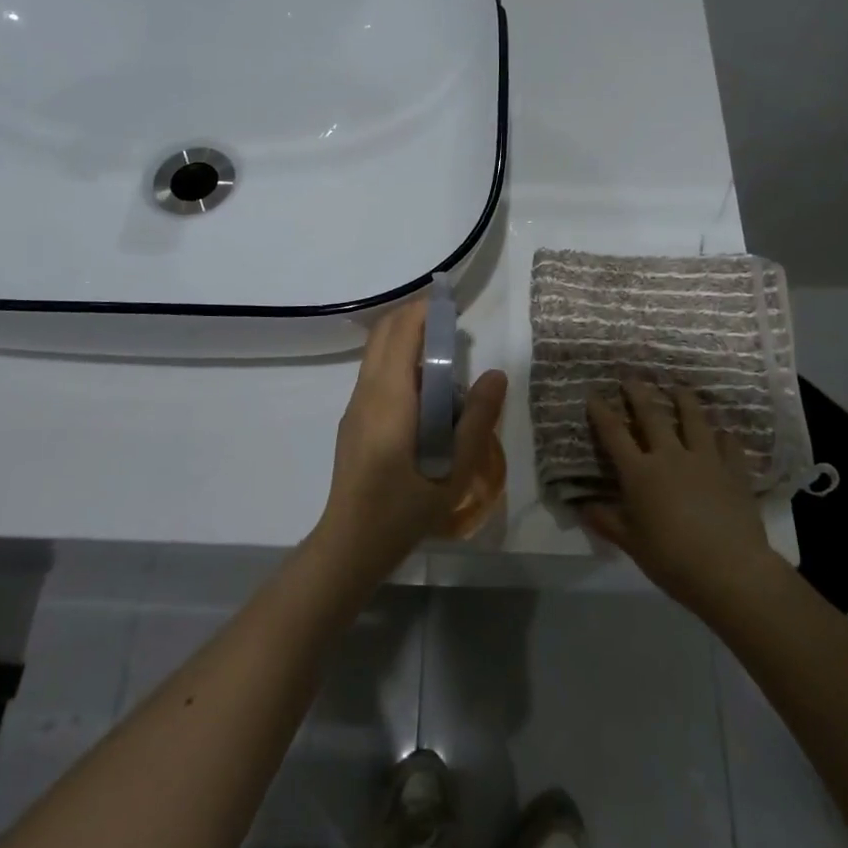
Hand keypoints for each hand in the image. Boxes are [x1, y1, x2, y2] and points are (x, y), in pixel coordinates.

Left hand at [313, 300, 507, 587]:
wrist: (352, 543)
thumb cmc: (406, 507)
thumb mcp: (455, 468)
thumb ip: (477, 418)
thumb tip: (495, 374)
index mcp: (390, 396)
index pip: (403, 331)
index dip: (427, 310)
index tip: (454, 303)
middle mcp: (366, 391)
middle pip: (385, 333)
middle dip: (416, 316)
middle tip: (452, 322)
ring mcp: (355, 406)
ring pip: (377, 353)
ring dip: (406, 338)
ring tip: (444, 352)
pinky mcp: (353, 421)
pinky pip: (375, 374)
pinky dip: (399, 361)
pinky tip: (425, 389)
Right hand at [583, 380, 778, 618]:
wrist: (730, 570)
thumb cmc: (672, 559)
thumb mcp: (632, 544)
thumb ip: (607, 522)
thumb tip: (582, 507)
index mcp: (640, 473)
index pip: (615, 434)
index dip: (602, 412)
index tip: (593, 394)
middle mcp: (671, 456)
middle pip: (652, 415)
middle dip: (639, 393)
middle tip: (632, 377)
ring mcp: (706, 460)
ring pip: (693, 419)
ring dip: (683, 400)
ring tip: (678, 387)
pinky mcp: (735, 471)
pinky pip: (729, 445)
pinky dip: (724, 436)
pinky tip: (724, 432)